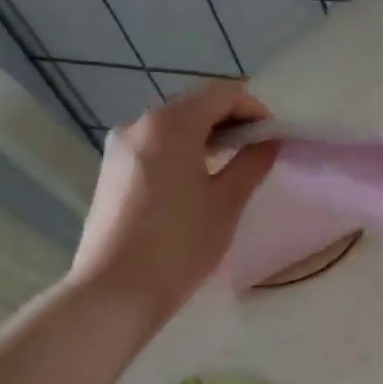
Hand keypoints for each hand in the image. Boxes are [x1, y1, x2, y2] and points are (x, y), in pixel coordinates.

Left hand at [66, 80, 278, 336]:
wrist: (116, 290)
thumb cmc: (180, 244)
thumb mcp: (226, 203)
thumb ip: (251, 164)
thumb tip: (268, 143)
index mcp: (170, 124)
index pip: (221, 93)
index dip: (253, 108)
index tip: (272, 138)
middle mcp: (139, 124)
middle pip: (194, 105)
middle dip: (230, 121)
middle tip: (256, 154)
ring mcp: (119, 147)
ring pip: (172, 126)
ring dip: (206, 137)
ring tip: (229, 170)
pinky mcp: (111, 170)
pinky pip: (154, 146)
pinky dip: (182, 151)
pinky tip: (196, 184)